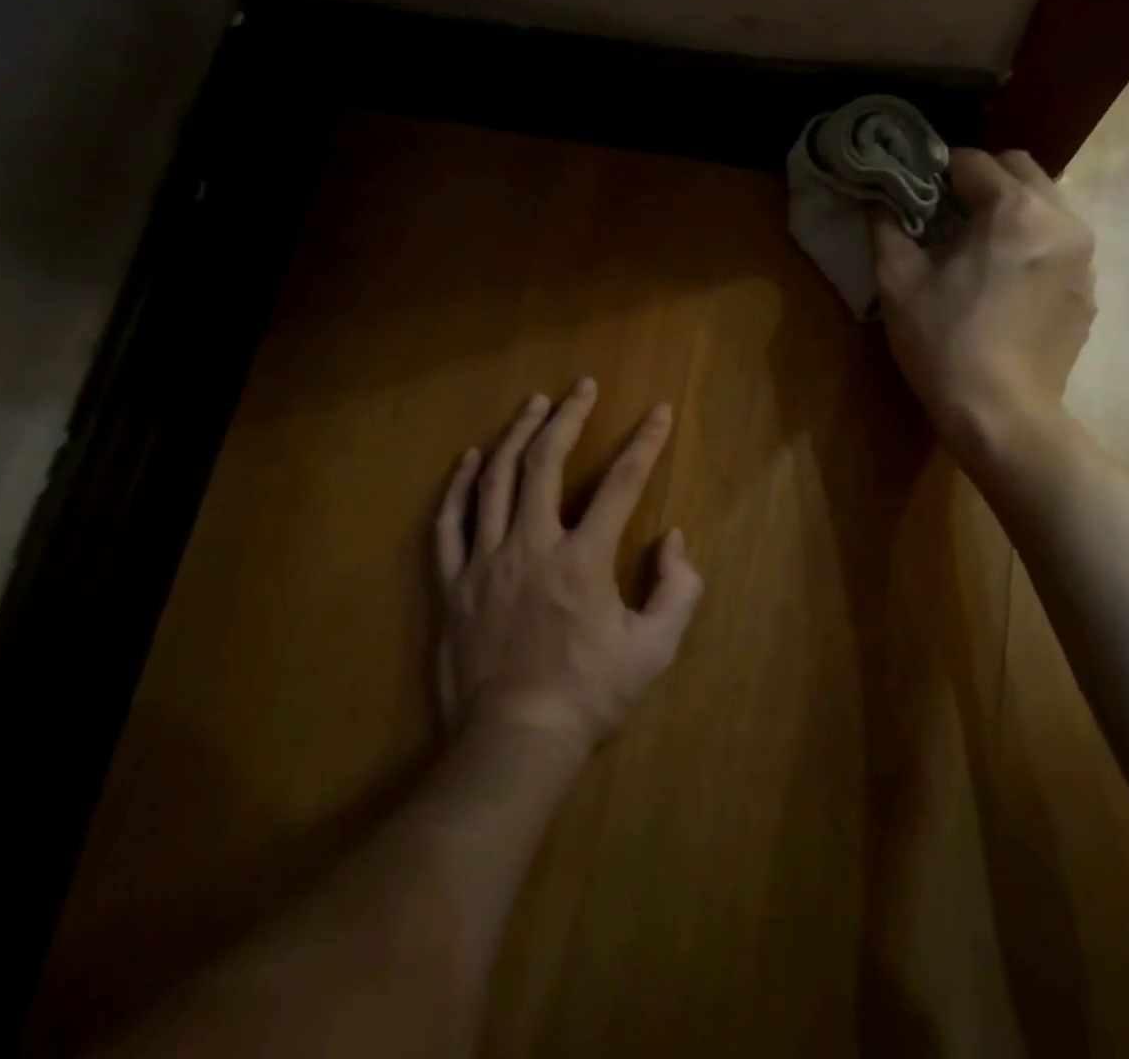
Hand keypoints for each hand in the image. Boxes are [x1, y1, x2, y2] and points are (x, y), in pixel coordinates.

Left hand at [433, 381, 704, 755]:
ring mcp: (485, 560)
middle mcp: (532, 544)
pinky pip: (450, 522)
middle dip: (568, 417)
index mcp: (583, 559)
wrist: (514, 742)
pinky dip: (460, 485)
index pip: (622, 483)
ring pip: (496, 480)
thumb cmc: (589, 696)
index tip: (659, 412)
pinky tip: (470, 459)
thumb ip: (678, 588)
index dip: (645, 443)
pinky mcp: (453, 583)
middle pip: (547, 462)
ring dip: (517, 435)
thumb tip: (674, 538)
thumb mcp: (655, 650)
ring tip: (533, 404)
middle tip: (581, 386)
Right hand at [872, 148, 1096, 450]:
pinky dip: (1030, 246)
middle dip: (980, 184)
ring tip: (976, 252)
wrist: (1000, 415)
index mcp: (1015, 210)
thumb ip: (886, 226)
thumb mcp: (898, 281)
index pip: (972, 161)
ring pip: (1045, 206)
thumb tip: (878, 198)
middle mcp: (1062, 220)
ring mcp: (1084, 258)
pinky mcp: (1087, 291)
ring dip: (1009, 213)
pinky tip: (1002, 286)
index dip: (935, 173)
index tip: (914, 198)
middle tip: (945, 219)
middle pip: (1020, 171)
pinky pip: (1058, 246)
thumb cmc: (943, 342)